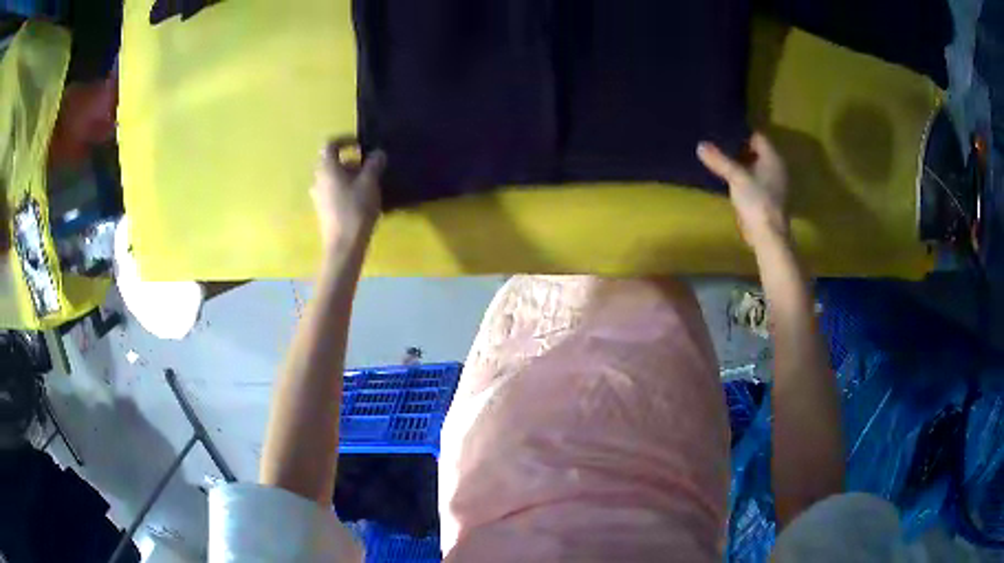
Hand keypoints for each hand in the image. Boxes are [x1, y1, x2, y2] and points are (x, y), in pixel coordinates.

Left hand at [311, 138, 386, 252]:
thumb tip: (378, 153)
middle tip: (371, 168)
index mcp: (327, 168)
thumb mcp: (370, 183)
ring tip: (370, 185)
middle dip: (352, 161)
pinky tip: (362, 200)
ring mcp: (318, 196)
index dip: (346, 140)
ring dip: (351, 176)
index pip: (330, 144)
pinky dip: (347, 189)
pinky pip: (334, 191)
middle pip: (333, 162)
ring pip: (334, 178)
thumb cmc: (356, 209)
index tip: (362, 144)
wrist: (344, 246)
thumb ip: (374, 164)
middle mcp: (318, 179)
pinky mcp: (323, 210)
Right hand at [697, 133, 788, 247]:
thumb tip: (701, 145)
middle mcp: (776, 168)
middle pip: (757, 150)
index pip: (757, 136)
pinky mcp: (768, 198)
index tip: (723, 132)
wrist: (768, 235)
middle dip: (739, 147)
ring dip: (741, 163)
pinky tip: (730, 179)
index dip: (741, 133)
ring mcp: (773, 184)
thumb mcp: (735, 177)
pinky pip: (754, 180)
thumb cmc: (757, 200)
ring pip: (755, 166)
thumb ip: (719, 160)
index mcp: (773, 158)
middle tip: (718, 144)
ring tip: (721, 160)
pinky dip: (743, 177)